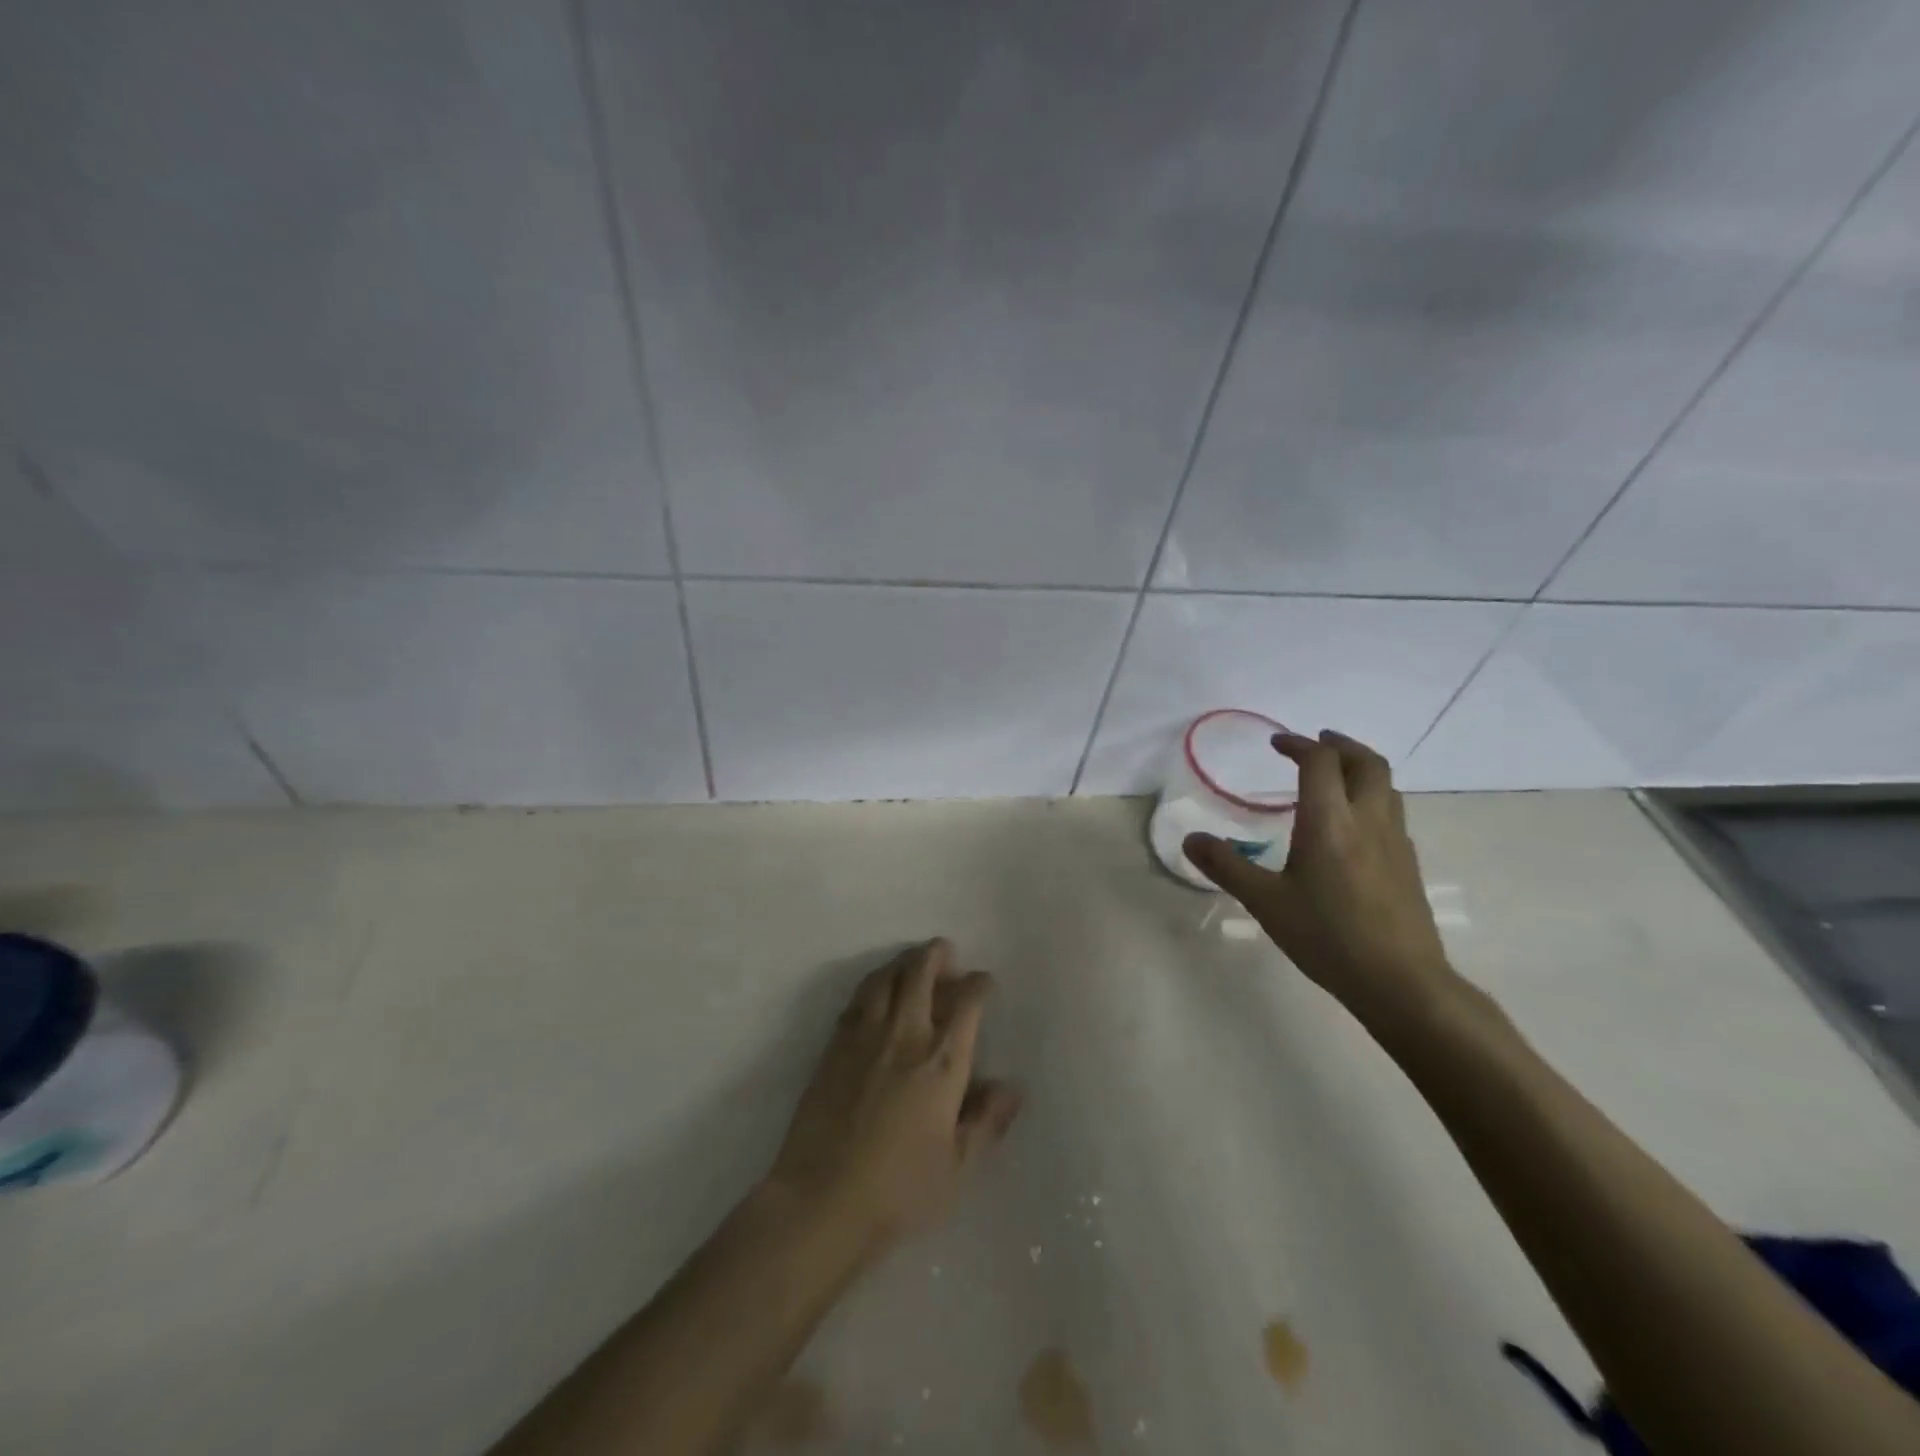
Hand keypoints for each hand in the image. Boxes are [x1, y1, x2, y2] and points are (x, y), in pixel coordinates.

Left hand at [766, 940, 1022, 1252]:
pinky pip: (857, 1000)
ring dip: (902, 963)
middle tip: (945, 951)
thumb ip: (986, 1122)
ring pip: (884, 978)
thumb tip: (1012, 1088)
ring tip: (911, 962)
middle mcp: (905, 1036)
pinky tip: (875, 992)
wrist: (822, 1200)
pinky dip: (872, 985)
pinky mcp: (833, 1047)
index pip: (967, 1003)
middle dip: (937, 955)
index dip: (979, 984)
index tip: (984, 982)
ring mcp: (864, 1037)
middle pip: (920, 974)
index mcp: (942, 1062)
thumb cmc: (899, 1190)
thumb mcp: (957, 1167)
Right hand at [1184, 730, 1457, 1029]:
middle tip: (1316, 742)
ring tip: (1335, 776)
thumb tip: (1190, 839)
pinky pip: (1391, 812)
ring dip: (1360, 768)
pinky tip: (1353, 826)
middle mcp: (1368, 819)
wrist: (1401, 981)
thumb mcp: (1265, 902)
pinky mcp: (1408, 864)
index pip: (1320, 762)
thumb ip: (1226, 866)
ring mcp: (1395, 841)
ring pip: (1386, 786)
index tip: (1277, 744)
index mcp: (1330, 820)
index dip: (1298, 745)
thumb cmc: (1327, 936)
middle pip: (1366, 762)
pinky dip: (1371, 798)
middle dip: (1341, 745)